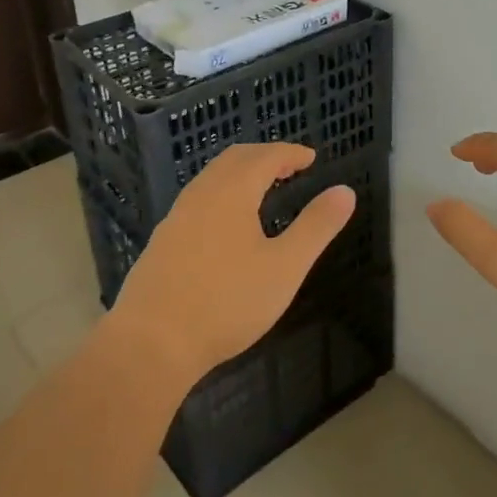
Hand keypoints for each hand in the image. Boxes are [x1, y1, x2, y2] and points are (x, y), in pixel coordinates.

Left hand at [111, 143, 356, 386]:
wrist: (151, 344)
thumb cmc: (227, 302)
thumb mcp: (285, 267)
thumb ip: (316, 226)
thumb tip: (345, 191)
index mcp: (232, 192)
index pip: (266, 156)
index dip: (291, 153)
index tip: (311, 158)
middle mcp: (201, 194)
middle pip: (234, 159)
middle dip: (265, 156)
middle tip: (289, 167)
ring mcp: (176, 217)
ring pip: (212, 178)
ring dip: (240, 173)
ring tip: (262, 189)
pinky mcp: (162, 241)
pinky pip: (198, 199)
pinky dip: (221, 193)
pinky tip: (226, 224)